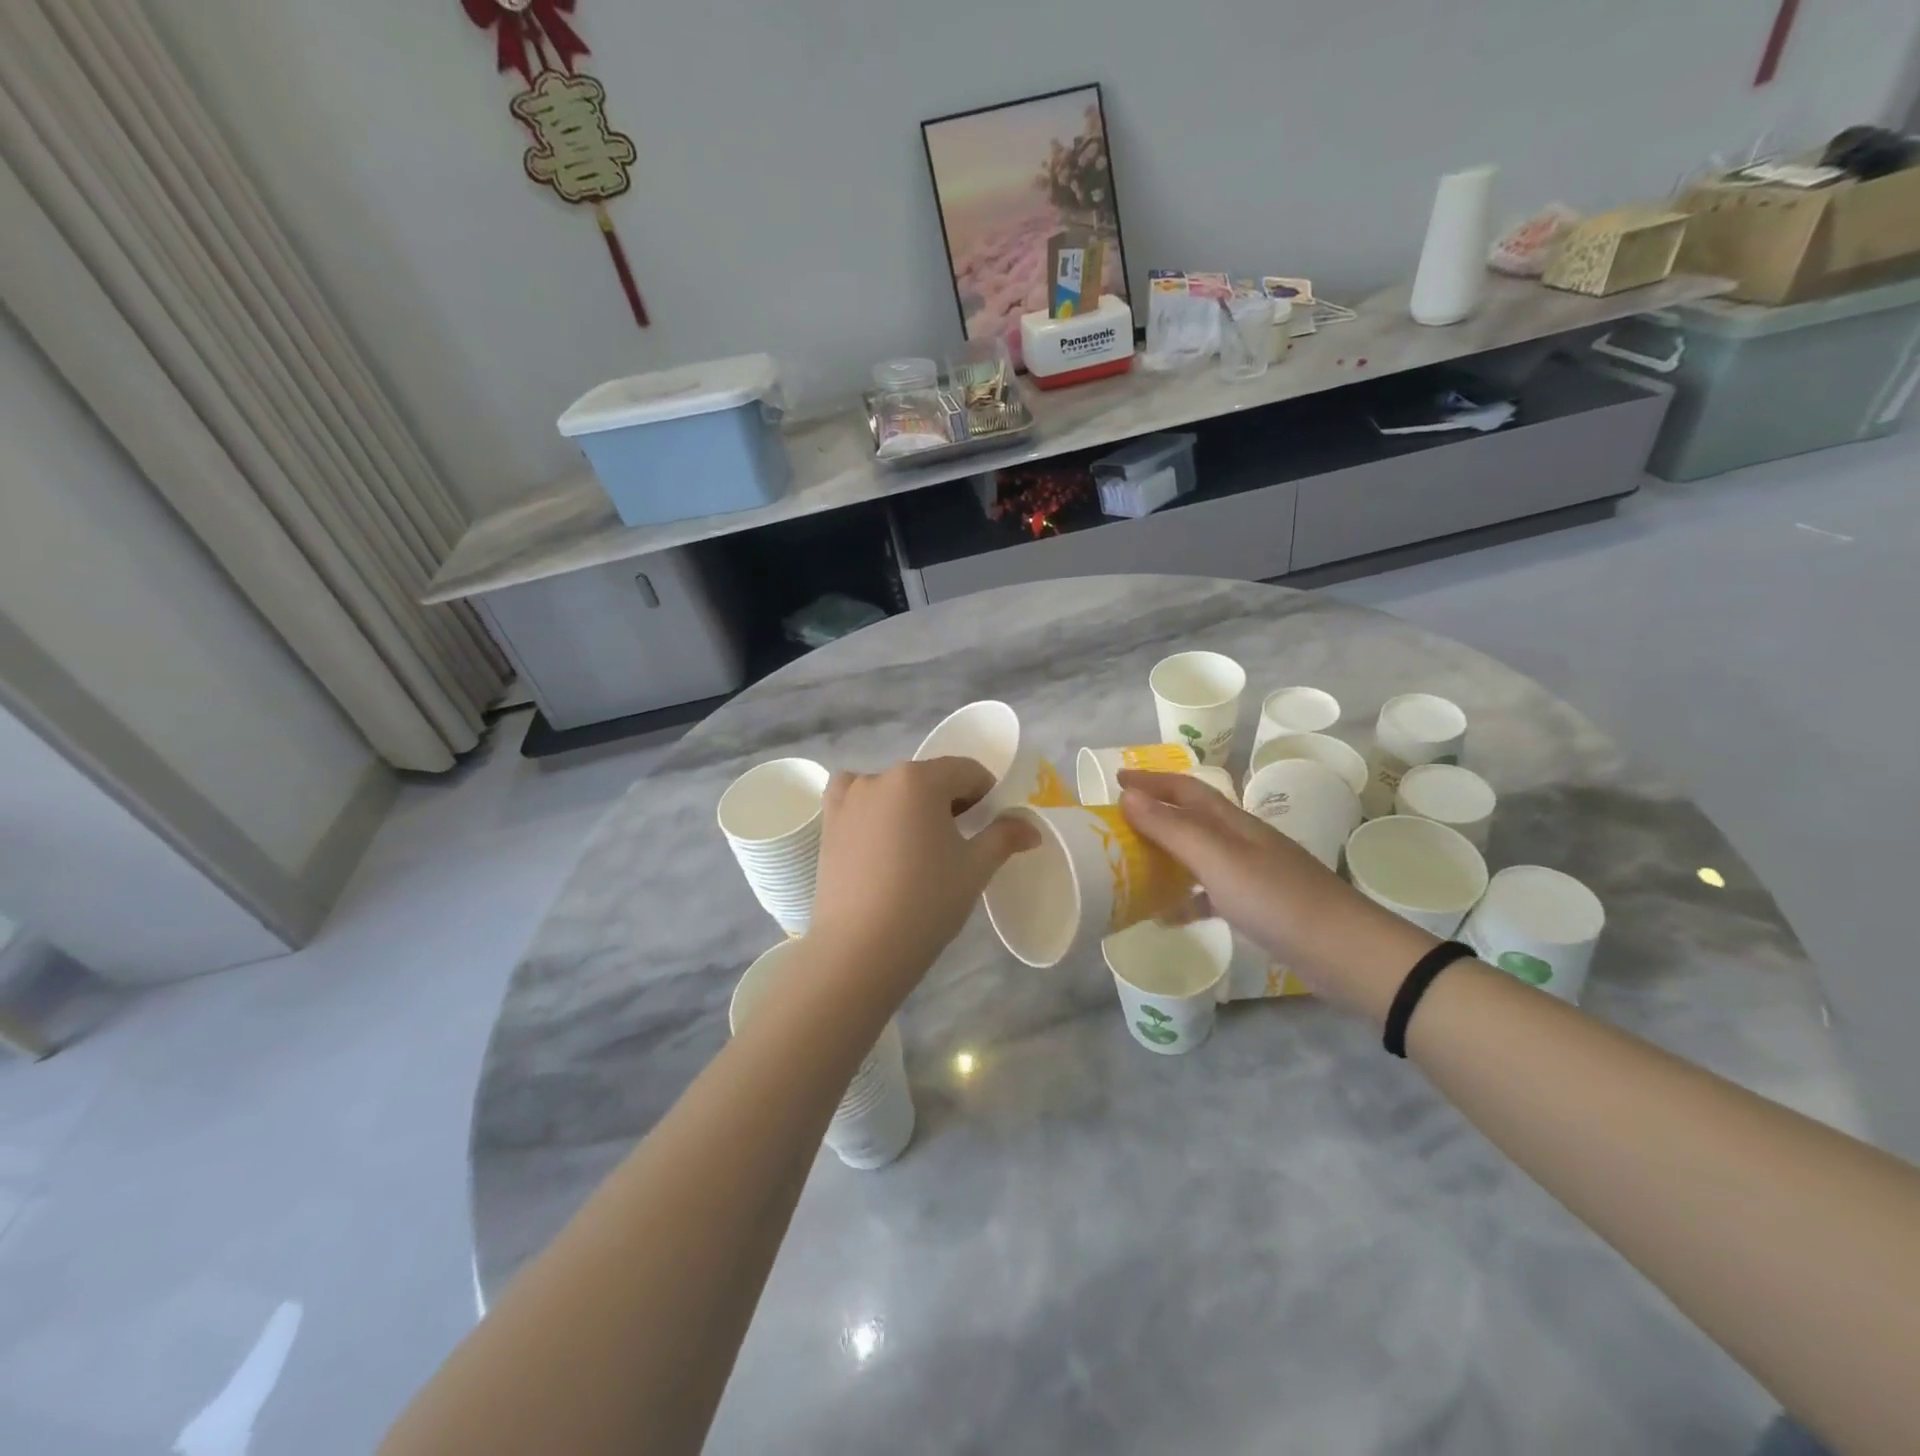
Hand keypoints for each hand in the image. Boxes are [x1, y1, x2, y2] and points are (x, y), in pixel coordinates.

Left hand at [807, 758, 1038, 999]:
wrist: (862, 949)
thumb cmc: (927, 901)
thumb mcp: (976, 868)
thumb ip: (1004, 837)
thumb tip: (1031, 827)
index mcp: (920, 779)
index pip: (967, 772)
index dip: (987, 795)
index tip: (991, 827)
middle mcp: (880, 777)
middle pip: (929, 778)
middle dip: (950, 801)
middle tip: (959, 843)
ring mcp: (849, 799)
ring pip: (893, 788)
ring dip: (911, 805)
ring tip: (917, 846)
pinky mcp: (828, 823)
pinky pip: (853, 799)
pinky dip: (870, 806)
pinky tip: (878, 834)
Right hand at [1117, 770, 1434, 1022]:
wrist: (1345, 952)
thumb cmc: (1276, 899)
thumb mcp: (1218, 860)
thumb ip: (1173, 828)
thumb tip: (1129, 797)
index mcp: (1233, 822)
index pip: (1185, 789)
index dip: (1151, 781)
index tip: (1116, 780)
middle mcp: (1241, 840)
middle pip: (1190, 818)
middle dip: (1154, 814)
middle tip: (1117, 824)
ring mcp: (1252, 873)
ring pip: (1198, 854)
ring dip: (1166, 855)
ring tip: (1132, 866)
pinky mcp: (1257, 906)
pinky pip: (1210, 893)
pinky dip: (1186, 898)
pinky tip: (1166, 917)